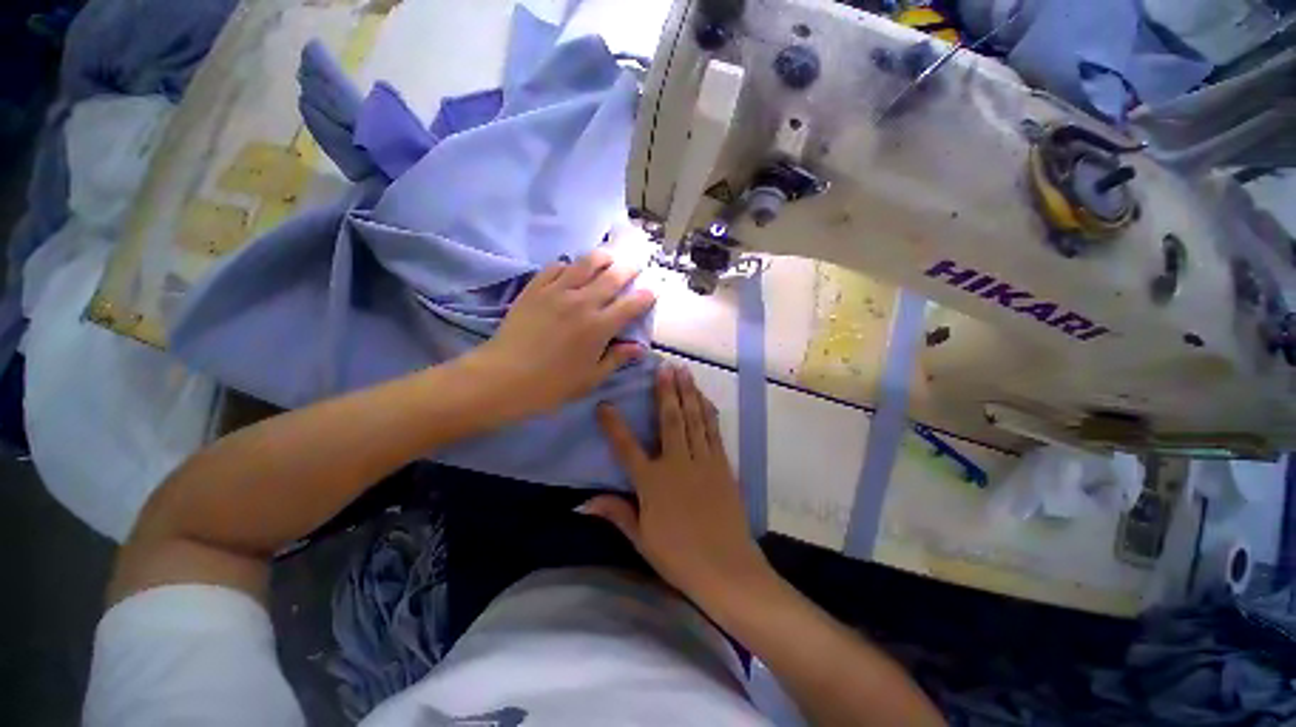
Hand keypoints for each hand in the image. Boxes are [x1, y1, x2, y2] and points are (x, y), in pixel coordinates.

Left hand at [467, 249, 655, 420]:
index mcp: (600, 327)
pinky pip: (555, 267)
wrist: (504, 377)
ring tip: (608, 257)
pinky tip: (570, 268)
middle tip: (635, 265)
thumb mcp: (591, 378)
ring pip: (585, 263)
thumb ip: (617, 358)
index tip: (652, 292)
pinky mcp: (535, 288)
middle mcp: (582, 303)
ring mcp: (557, 291)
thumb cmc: (552, 384)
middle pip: (612, 276)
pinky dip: (567, 264)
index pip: (631, 305)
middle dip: (629, 269)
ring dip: (602, 257)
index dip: (645, 296)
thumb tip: (639, 347)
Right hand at [586, 363, 768, 600]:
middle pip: (670, 420)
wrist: (726, 568)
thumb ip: (616, 513)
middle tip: (665, 367)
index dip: (614, 425)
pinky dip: (708, 413)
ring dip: (689, 394)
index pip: (626, 447)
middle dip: (666, 391)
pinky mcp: (722, 466)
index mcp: (653, 482)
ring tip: (685, 372)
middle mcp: (677, 464)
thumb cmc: (678, 556)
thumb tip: (583, 502)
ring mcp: (703, 462)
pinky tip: (705, 400)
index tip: (605, 404)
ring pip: (694, 420)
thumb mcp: (641, 538)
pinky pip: (714, 432)